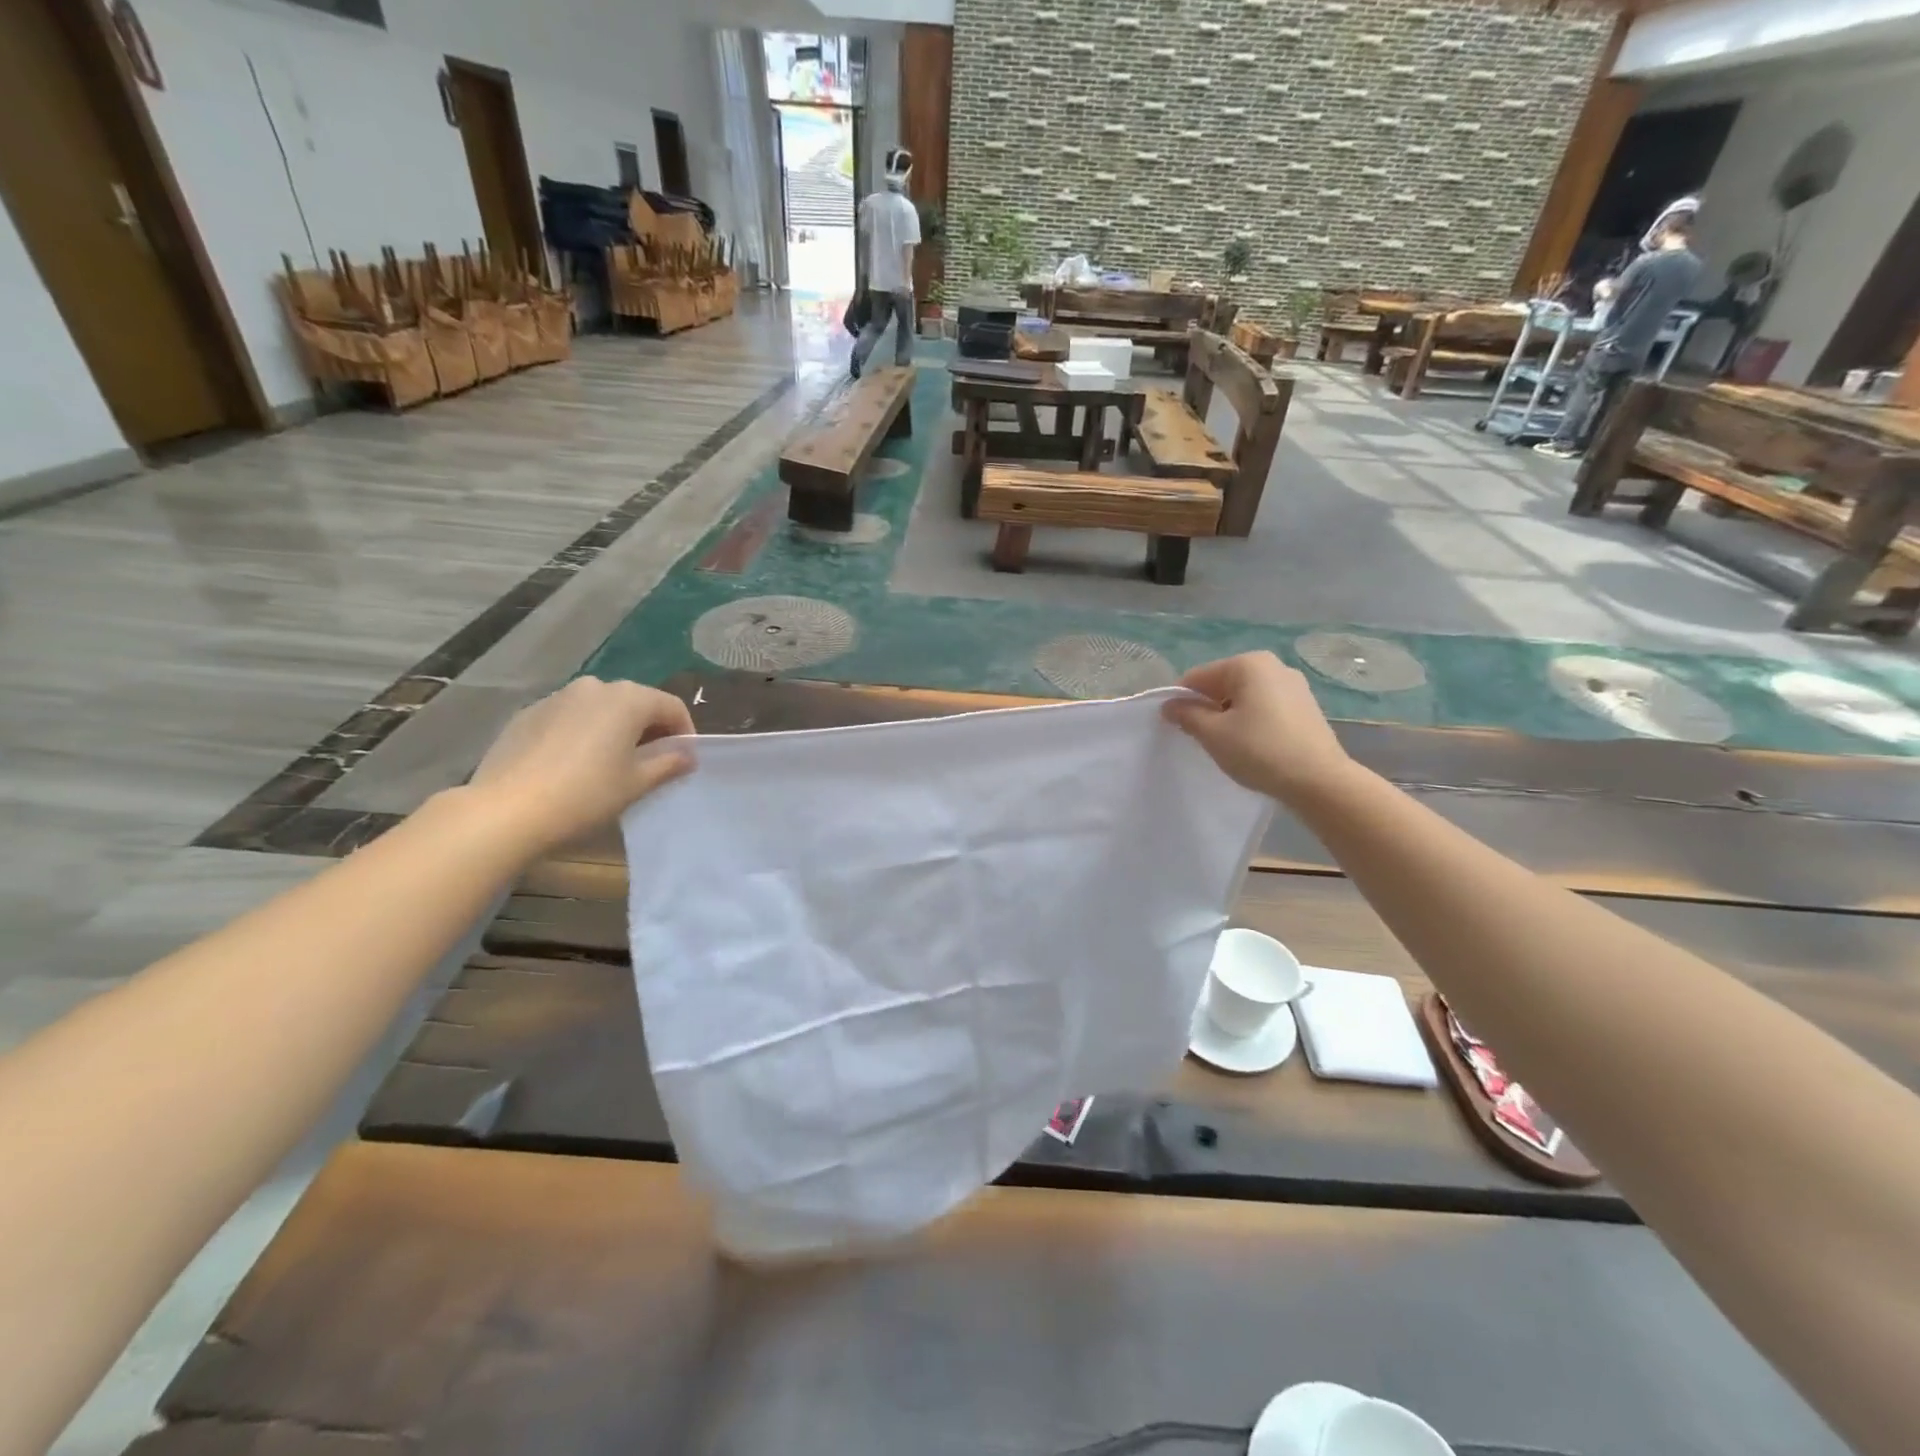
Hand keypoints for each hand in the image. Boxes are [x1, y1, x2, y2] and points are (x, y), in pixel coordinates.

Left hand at [469, 677, 694, 856]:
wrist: (507, 810)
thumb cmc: (586, 794)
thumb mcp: (637, 783)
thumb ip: (668, 763)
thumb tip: (687, 755)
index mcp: (628, 699)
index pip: (671, 706)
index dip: (685, 732)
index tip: (683, 759)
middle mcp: (595, 687)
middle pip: (636, 702)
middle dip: (649, 729)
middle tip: (651, 762)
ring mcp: (557, 697)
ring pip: (601, 708)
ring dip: (614, 729)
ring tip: (611, 763)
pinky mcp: (528, 713)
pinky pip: (570, 717)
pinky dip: (582, 733)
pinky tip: (573, 765)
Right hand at [1163, 653, 1352, 804]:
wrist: (1319, 781)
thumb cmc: (1259, 750)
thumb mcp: (1213, 734)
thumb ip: (1186, 715)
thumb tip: (1169, 706)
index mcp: (1248, 664)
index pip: (1197, 677)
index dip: (1180, 701)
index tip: (1174, 726)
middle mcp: (1273, 665)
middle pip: (1222, 683)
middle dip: (1207, 707)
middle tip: (1200, 738)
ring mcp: (1294, 685)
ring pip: (1244, 696)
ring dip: (1228, 715)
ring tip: (1227, 744)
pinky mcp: (1306, 706)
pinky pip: (1265, 706)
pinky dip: (1251, 720)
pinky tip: (1251, 745)